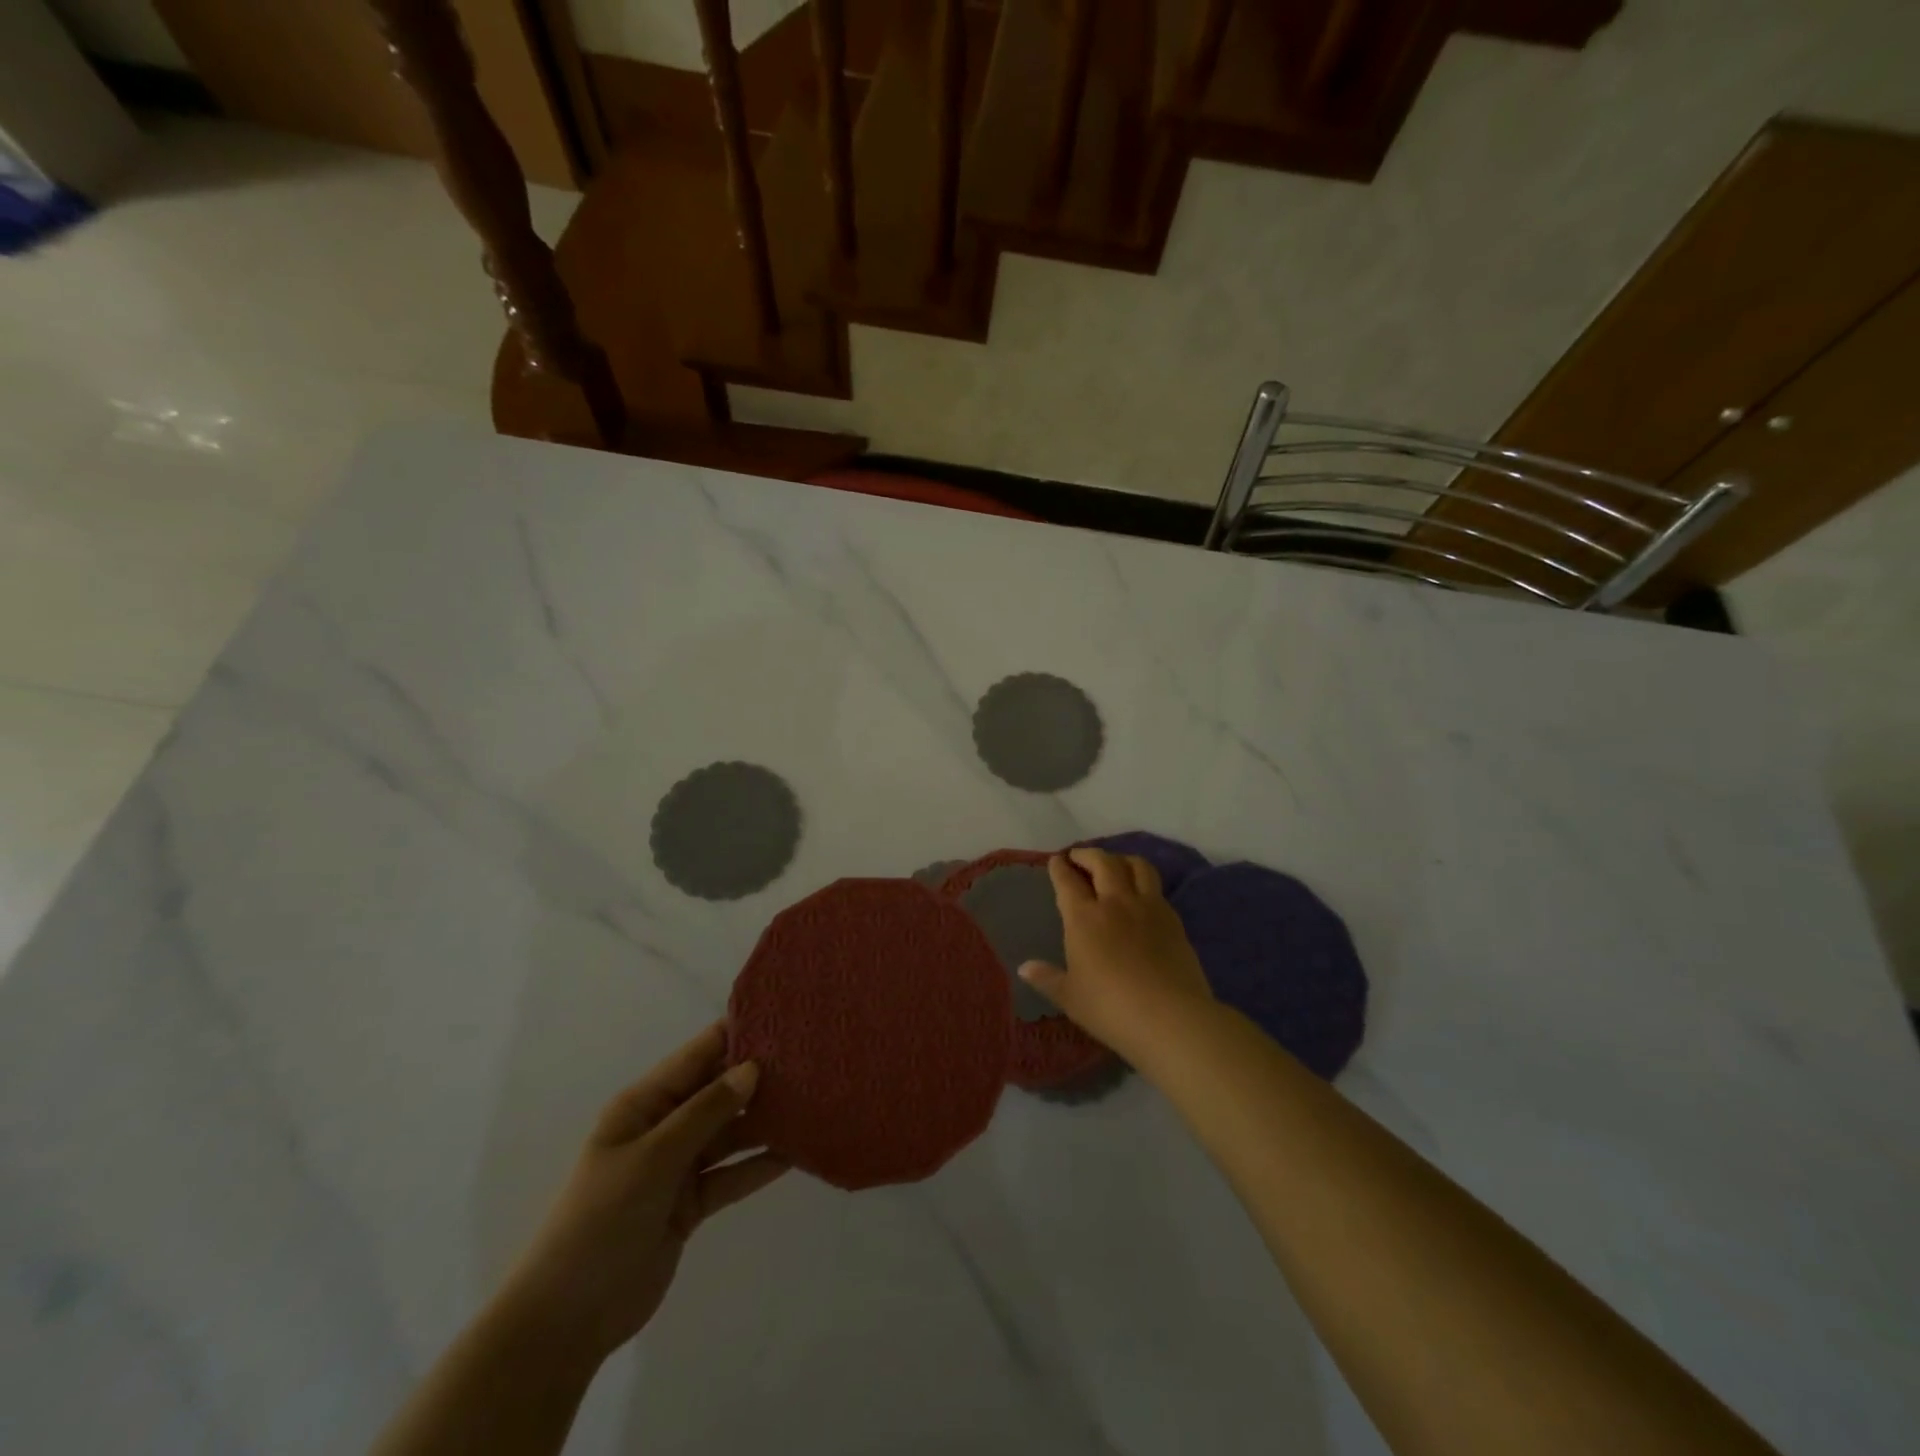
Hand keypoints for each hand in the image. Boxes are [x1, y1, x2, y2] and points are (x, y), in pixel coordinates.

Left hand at [495, 1024, 787, 1367]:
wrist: (567, 1320)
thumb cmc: (601, 1220)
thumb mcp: (653, 1158)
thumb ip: (705, 1112)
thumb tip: (751, 1067)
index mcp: (644, 1105)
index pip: (697, 1056)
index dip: (736, 1034)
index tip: (783, 1018)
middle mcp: (664, 1127)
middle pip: (719, 1092)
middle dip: (759, 1077)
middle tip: (812, 1060)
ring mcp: (678, 1167)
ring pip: (730, 1133)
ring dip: (765, 1122)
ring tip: (813, 1102)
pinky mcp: (690, 1203)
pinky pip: (732, 1174)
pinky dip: (759, 1165)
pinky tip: (797, 1153)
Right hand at [1018, 847, 1215, 1064]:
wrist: (1170, 1017)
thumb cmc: (1111, 1008)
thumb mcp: (1071, 997)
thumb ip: (1047, 978)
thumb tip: (1024, 968)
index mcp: (1084, 918)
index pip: (1068, 882)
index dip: (1059, 868)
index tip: (1056, 860)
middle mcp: (1115, 902)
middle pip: (1103, 863)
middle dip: (1088, 854)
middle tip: (1079, 856)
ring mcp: (1148, 907)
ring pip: (1136, 866)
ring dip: (1121, 859)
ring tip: (1114, 864)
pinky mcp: (1173, 919)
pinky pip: (1156, 887)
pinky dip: (1144, 881)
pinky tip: (1142, 894)